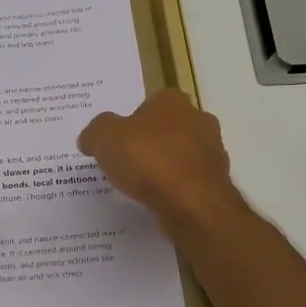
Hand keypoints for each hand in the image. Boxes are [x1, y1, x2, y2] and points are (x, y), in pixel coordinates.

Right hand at [77, 89, 239, 229]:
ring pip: (180, 155)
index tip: (116, 142)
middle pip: (166, 129)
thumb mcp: (104, 138)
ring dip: (163, 167)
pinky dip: (174, 189)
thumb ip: (95, 132)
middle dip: (149, 143)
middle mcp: (198, 120)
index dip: (130, 121)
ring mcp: (212, 152)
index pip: (149, 103)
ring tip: (140, 187)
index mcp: (173, 101)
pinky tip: (158, 201)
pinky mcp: (216, 182)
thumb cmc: (148, 161)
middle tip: (125, 163)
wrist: (192, 205)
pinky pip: (188, 181)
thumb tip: (90, 138)